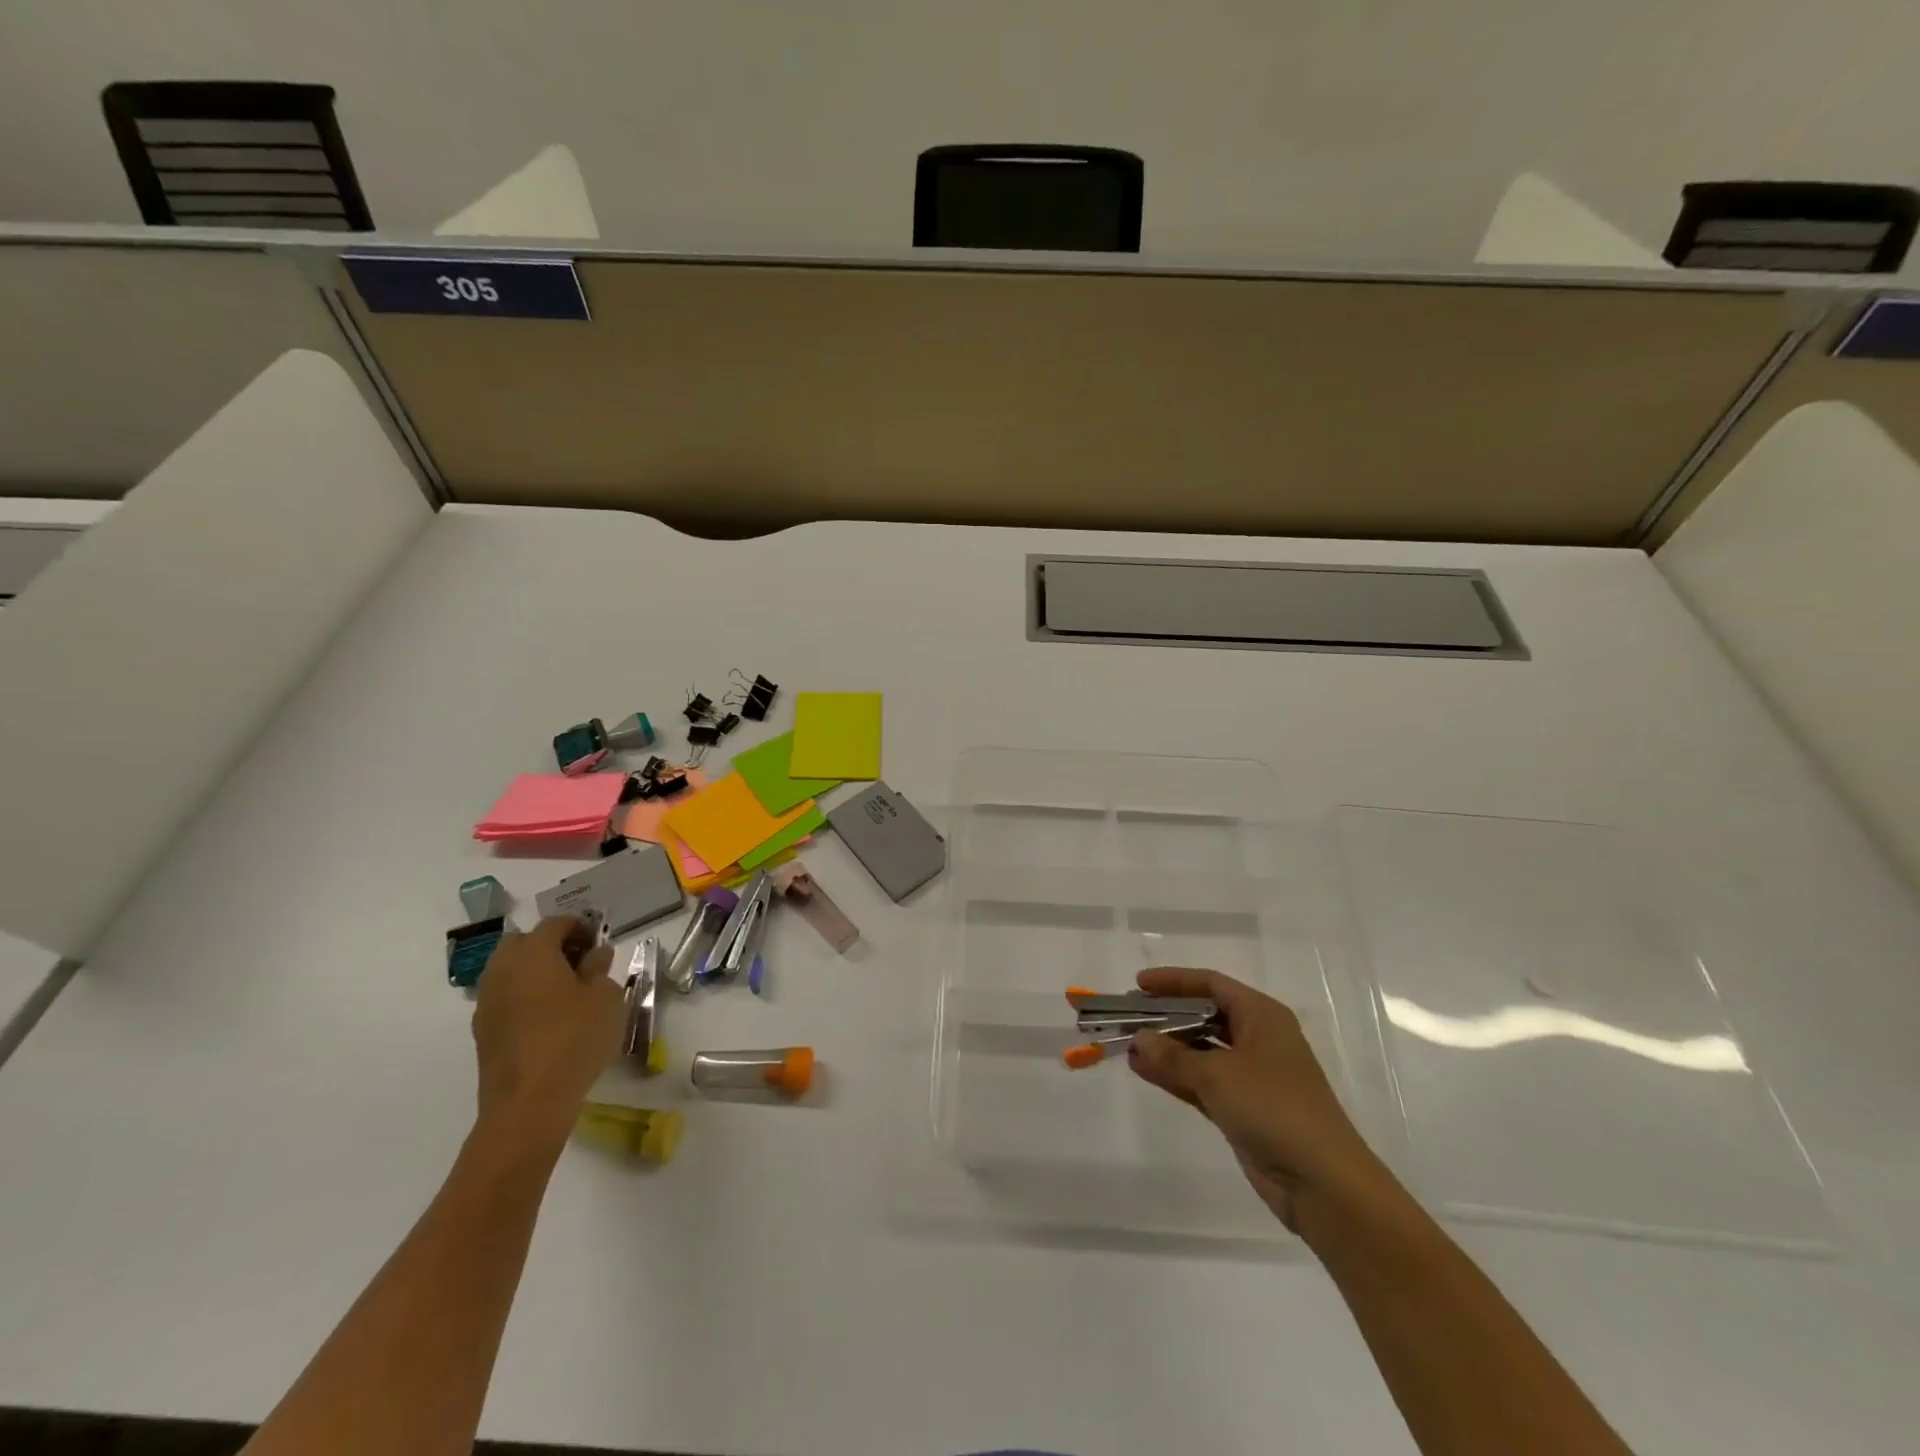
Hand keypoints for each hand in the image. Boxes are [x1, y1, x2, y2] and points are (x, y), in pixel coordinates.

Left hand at [471, 917, 622, 1155]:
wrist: (528, 1104)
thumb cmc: (575, 1039)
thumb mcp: (605, 998)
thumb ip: (600, 969)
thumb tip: (595, 954)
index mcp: (533, 953)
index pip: (555, 923)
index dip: (580, 926)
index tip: (599, 941)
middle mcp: (503, 969)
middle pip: (524, 942)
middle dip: (551, 944)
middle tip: (580, 962)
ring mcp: (487, 1001)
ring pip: (510, 970)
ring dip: (534, 971)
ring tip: (566, 991)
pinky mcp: (483, 1030)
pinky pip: (505, 996)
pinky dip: (524, 995)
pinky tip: (548, 1017)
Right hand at [1127, 967, 1397, 1233]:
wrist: (1323, 1184)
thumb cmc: (1274, 1109)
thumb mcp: (1218, 1075)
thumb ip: (1173, 1056)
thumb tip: (1139, 1039)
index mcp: (1261, 1016)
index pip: (1211, 985)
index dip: (1174, 981)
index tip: (1138, 986)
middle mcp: (1257, 1038)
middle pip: (1204, 1015)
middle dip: (1166, 1015)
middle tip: (1127, 1016)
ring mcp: (1251, 1075)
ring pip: (1201, 1050)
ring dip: (1166, 1048)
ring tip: (1127, 1045)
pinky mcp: (1244, 1108)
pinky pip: (1202, 1080)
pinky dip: (1175, 1075)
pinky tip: (1144, 1071)